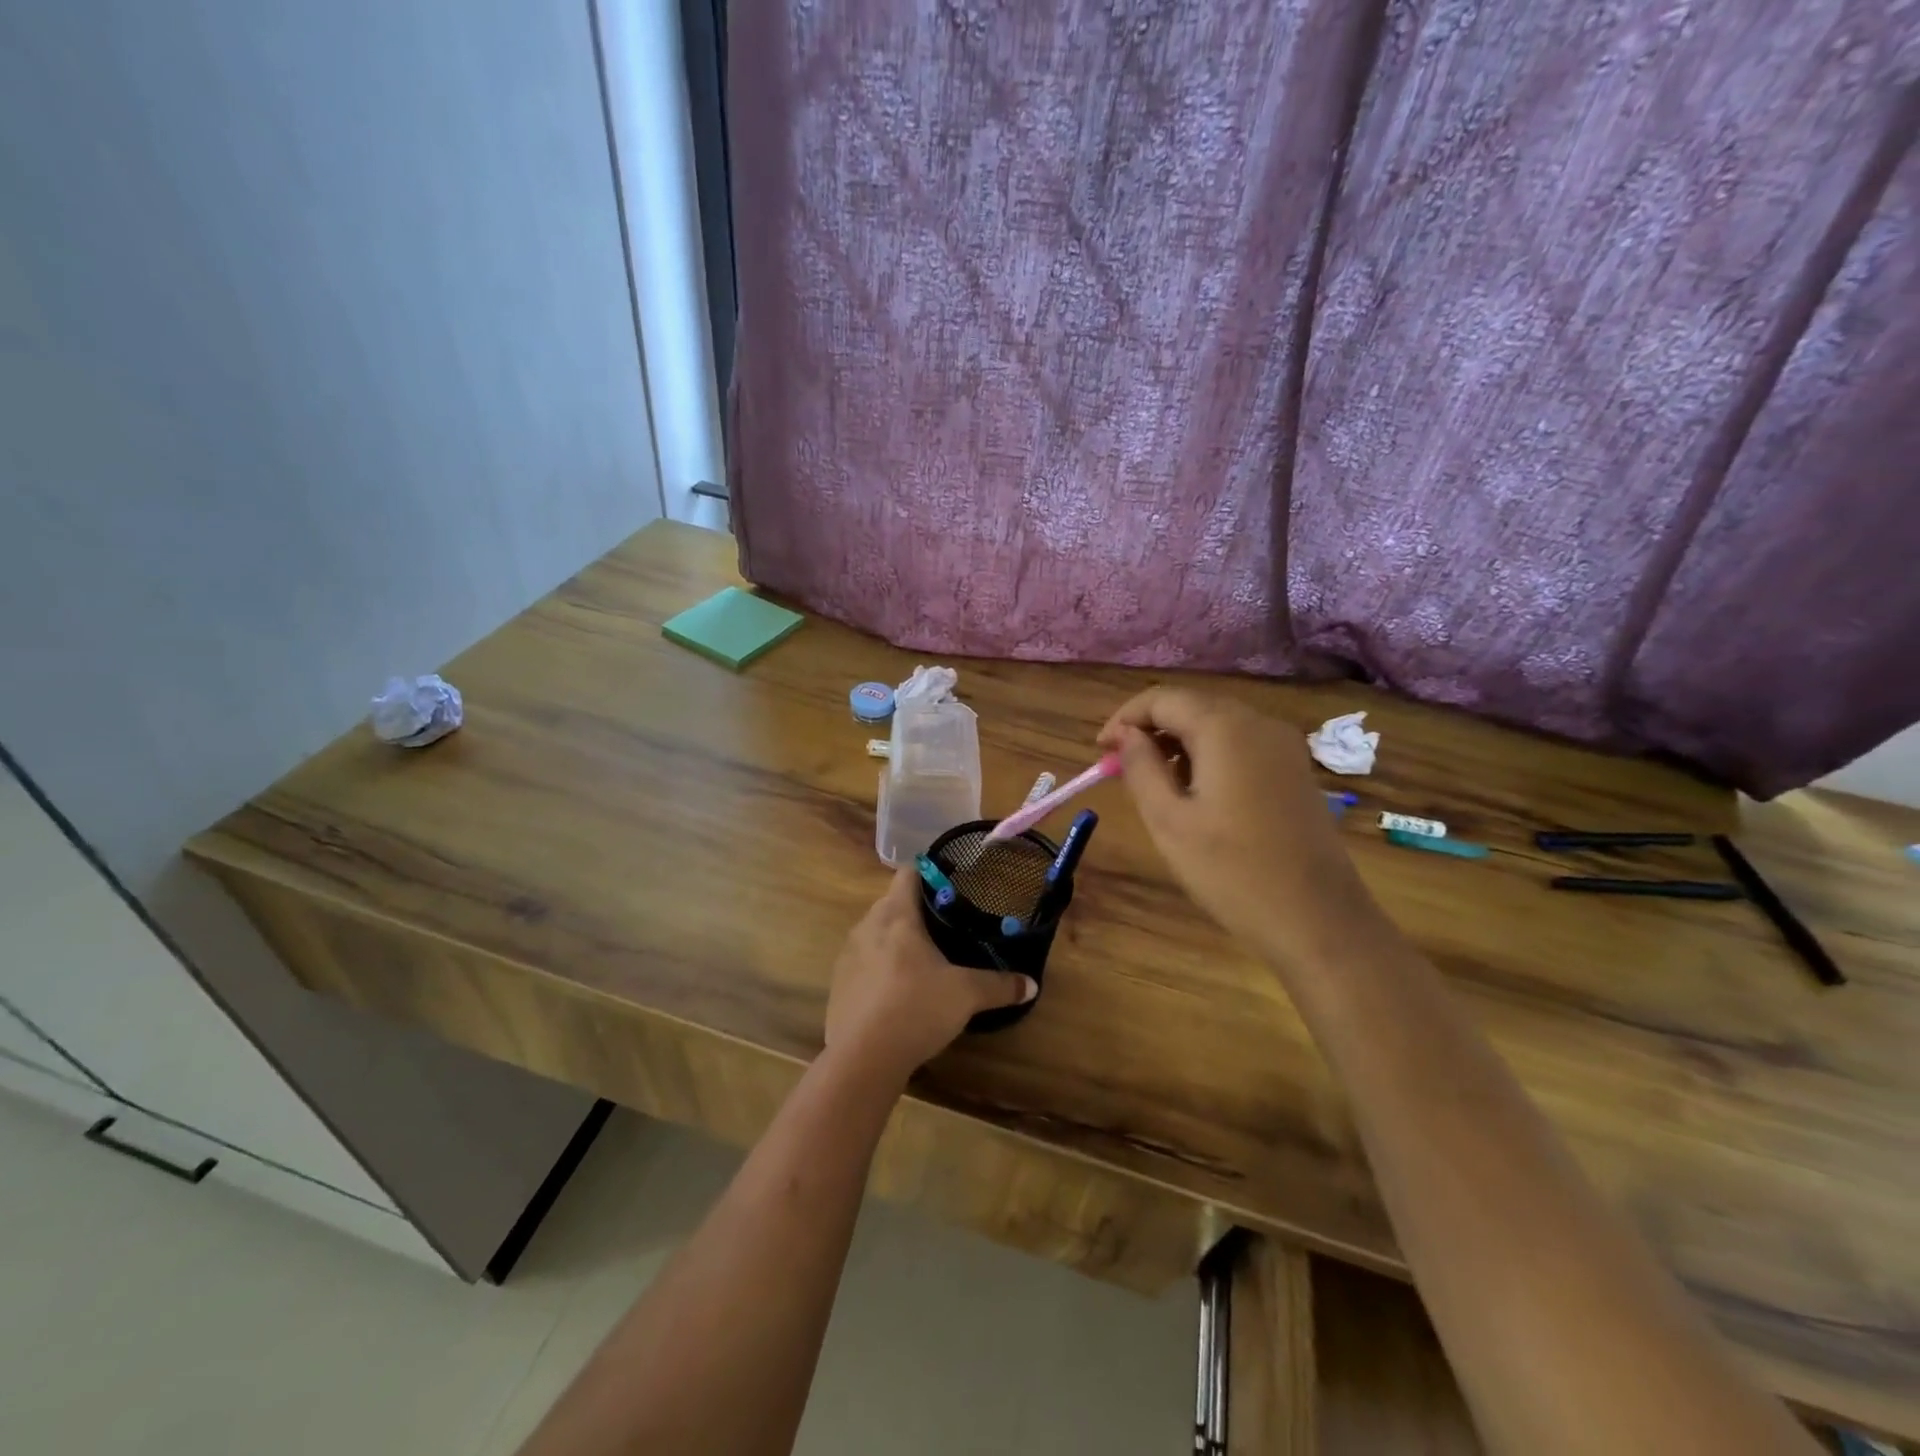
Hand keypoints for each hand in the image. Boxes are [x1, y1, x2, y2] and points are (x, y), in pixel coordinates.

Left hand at [824, 868, 1036, 1086]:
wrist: (861, 1059)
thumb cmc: (915, 1008)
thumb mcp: (965, 995)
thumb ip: (999, 986)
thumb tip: (1031, 985)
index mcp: (896, 914)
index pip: (908, 873)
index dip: (930, 875)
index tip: (952, 888)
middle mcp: (867, 925)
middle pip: (892, 903)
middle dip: (916, 911)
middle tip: (946, 928)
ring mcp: (847, 955)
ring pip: (875, 933)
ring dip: (896, 940)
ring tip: (924, 960)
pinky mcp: (838, 984)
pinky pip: (863, 963)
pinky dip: (880, 968)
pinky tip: (898, 993)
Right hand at [1097, 687, 1377, 969]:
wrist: (1318, 919)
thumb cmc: (1231, 871)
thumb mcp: (1168, 820)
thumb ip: (1141, 767)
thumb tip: (1125, 735)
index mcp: (1225, 728)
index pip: (1162, 698)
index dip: (1124, 718)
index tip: (1100, 751)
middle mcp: (1259, 723)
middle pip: (1192, 706)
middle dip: (1150, 729)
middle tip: (1120, 768)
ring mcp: (1284, 746)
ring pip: (1217, 724)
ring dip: (1178, 742)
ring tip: (1153, 783)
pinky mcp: (1295, 770)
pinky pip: (1241, 744)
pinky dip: (1209, 755)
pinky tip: (1196, 791)